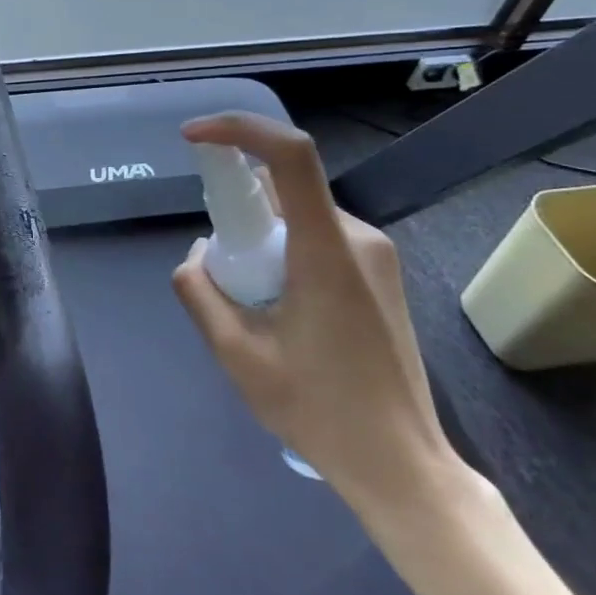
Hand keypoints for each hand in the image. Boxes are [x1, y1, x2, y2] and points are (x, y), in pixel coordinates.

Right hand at [171, 111, 458, 516]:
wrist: (402, 465)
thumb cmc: (318, 410)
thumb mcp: (236, 354)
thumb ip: (201, 291)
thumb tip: (199, 254)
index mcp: (325, 251)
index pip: (289, 154)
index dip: (238, 129)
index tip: (194, 138)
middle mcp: (358, 238)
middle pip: (285, 187)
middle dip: (238, 207)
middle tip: (219, 264)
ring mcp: (376, 256)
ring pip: (299, 214)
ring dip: (261, 235)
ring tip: (249, 298)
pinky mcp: (380, 274)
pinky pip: (318, 236)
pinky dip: (284, 249)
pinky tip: (278, 305)